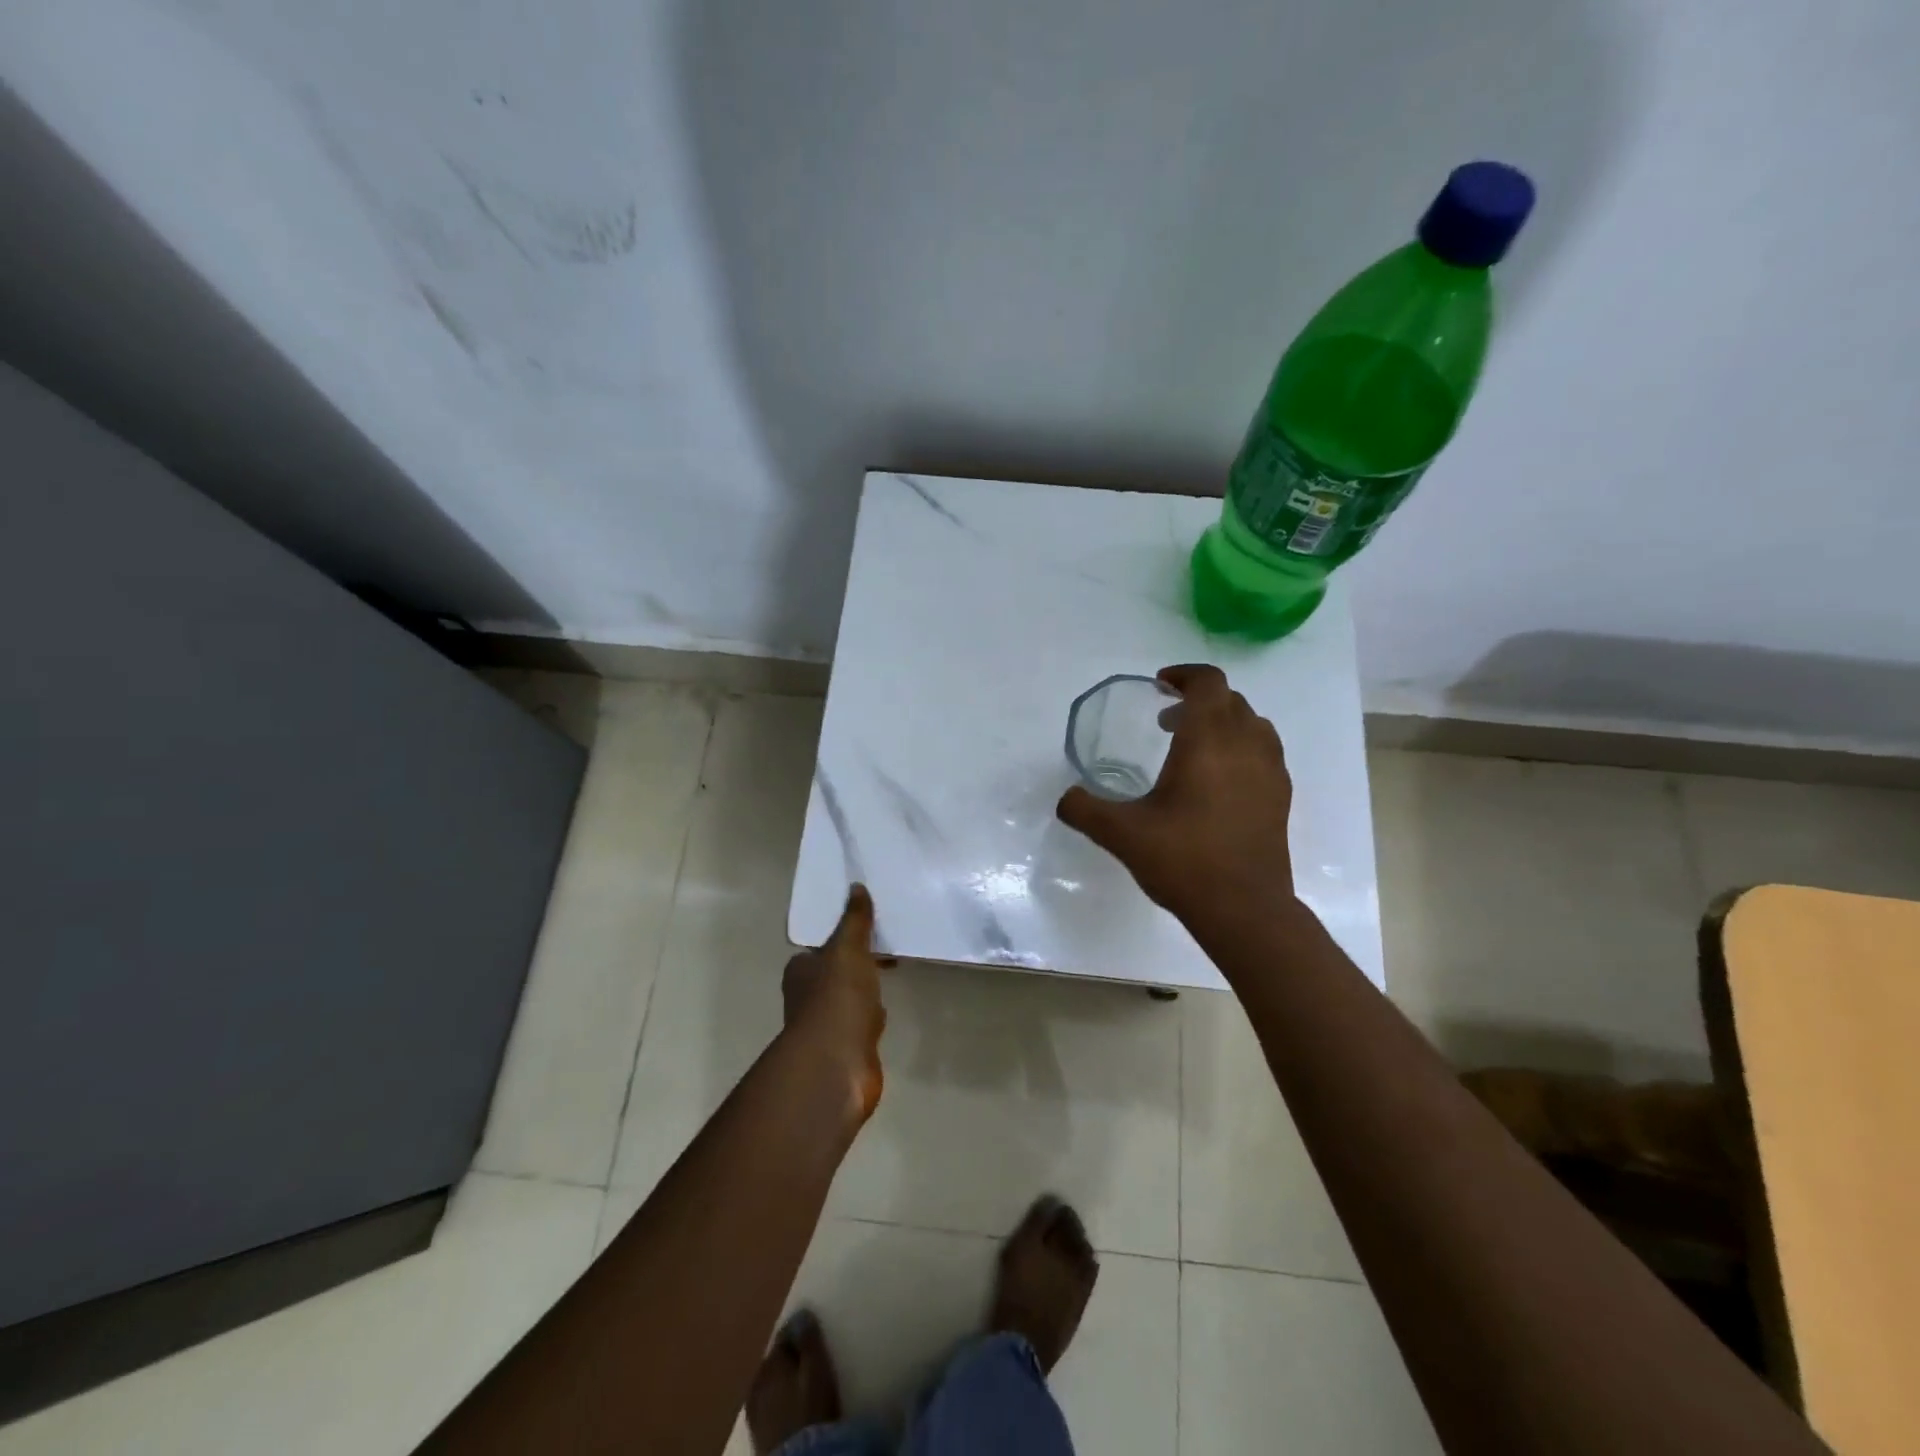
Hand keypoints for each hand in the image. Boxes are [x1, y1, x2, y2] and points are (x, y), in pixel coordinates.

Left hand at [783, 885, 889, 1121]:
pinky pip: (860, 1022)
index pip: (820, 948)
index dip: (841, 939)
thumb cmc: (837, 998)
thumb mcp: (848, 948)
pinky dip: (871, 1015)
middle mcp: (806, 996)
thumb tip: (856, 886)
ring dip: (864, 989)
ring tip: (890, 974)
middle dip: (855, 964)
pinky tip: (884, 1012)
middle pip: (833, 972)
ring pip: (847, 998)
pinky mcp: (844, 1047)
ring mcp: (825, 1025)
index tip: (867, 930)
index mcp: (801, 970)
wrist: (836, 1062)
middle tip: (884, 949)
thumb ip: (854, 919)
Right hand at [1056, 664, 1293, 920]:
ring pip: (1253, 724)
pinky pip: (1264, 752)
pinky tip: (1218, 782)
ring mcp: (1271, 771)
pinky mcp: (1281, 797)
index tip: (1159, 687)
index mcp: (1208, 741)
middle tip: (1166, 721)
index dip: (1184, 675)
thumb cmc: (1183, 860)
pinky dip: (1242, 748)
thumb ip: (1084, 809)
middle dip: (1198, 700)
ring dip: (1224, 722)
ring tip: (1195, 748)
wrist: (1244, 909)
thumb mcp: (1121, 834)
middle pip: (1230, 700)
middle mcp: (1246, 746)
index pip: (1208, 683)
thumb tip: (1065, 798)